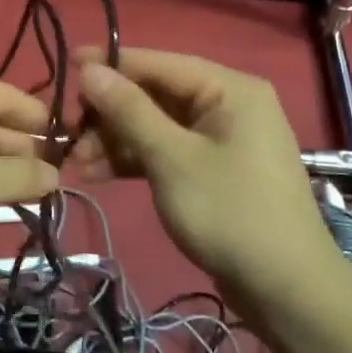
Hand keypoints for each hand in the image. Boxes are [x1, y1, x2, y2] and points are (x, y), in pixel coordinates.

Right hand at [71, 48, 351, 309]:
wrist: (285, 289)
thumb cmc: (229, 212)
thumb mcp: (171, 157)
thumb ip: (128, 110)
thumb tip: (90, 69)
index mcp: (229, 89)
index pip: (159, 63)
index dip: (110, 63)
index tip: (66, 64)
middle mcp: (227, 105)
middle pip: (154, 95)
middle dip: (108, 114)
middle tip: (66, 133)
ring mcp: (221, 140)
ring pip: (155, 126)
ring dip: (115, 141)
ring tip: (75, 163)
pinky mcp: (212, 171)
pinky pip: (166, 152)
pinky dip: (134, 160)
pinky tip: (97, 174)